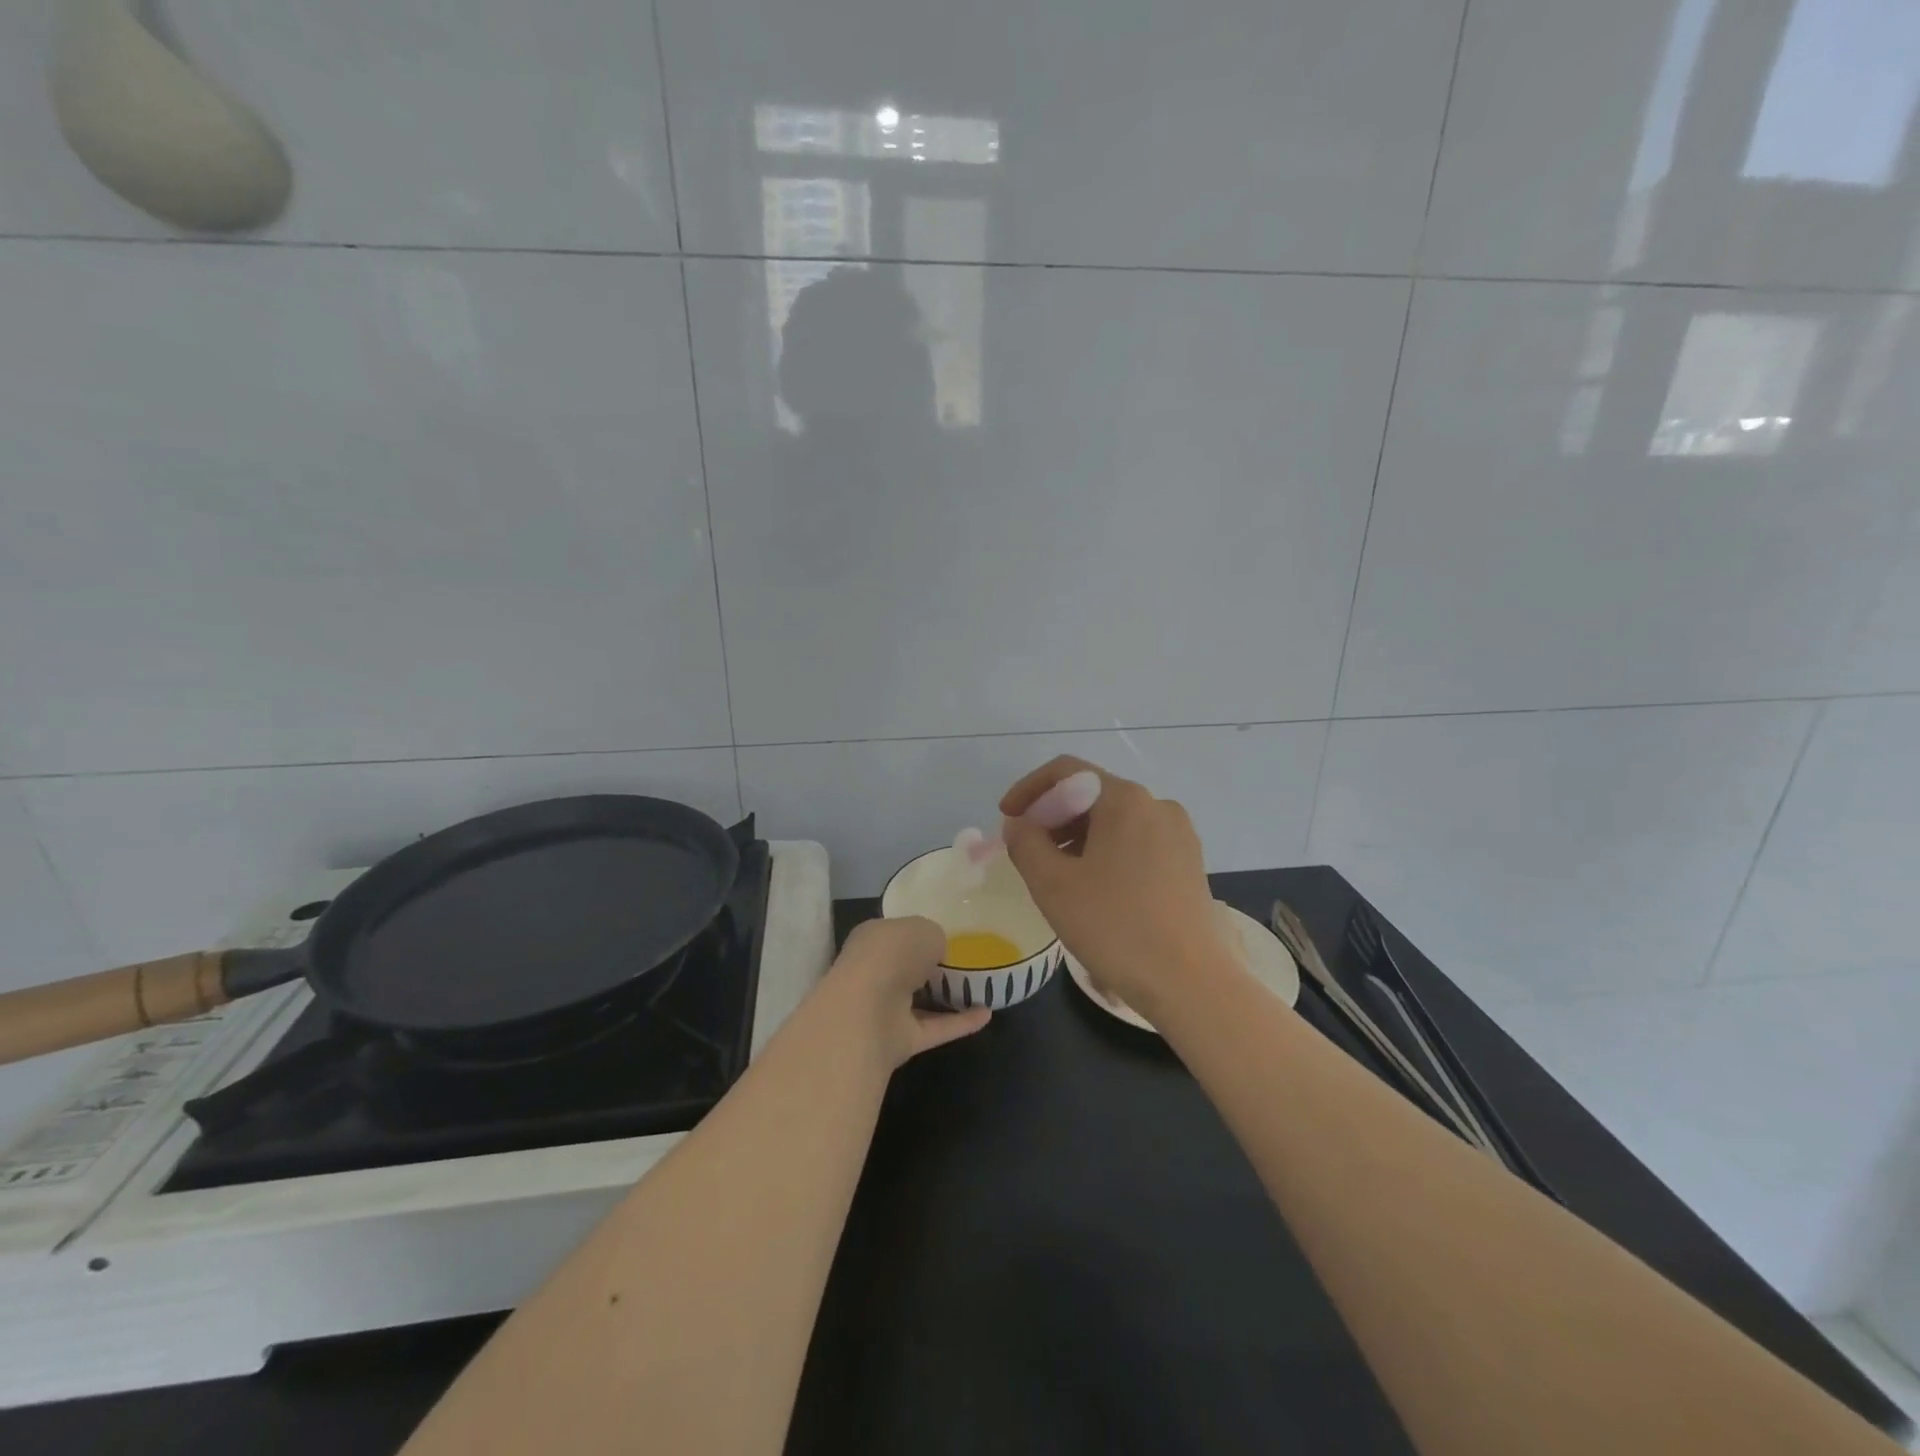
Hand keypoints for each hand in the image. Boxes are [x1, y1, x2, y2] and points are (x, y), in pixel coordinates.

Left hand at [821, 916, 991, 1068]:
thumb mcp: (924, 929)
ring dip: (945, 998)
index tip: (946, 936)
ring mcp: (885, 1009)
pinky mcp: (899, 1040)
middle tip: (966, 962)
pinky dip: (960, 1023)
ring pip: (918, 1001)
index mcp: (873, 939)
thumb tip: (937, 952)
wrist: (867, 1010)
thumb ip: (934, 937)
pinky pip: (934, 1028)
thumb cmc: (892, 954)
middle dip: (929, 967)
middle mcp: (875, 972)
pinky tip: (987, 1015)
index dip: (918, 934)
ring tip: (981, 988)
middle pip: (905, 968)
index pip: (896, 934)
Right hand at [999, 756, 1220, 1015]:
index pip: (1066, 771)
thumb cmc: (1115, 927)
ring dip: (1077, 837)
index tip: (1007, 819)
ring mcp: (1178, 834)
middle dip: (1053, 817)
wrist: (1189, 983)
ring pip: (1114, 820)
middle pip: (1091, 794)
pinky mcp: (1188, 862)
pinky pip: (1136, 842)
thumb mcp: (1052, 884)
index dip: (1029, 790)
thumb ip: (1025, 842)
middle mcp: (1157, 805)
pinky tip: (1094, 888)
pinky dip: (1106, 852)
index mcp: (1125, 799)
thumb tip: (1020, 823)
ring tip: (1057, 875)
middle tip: (1028, 852)